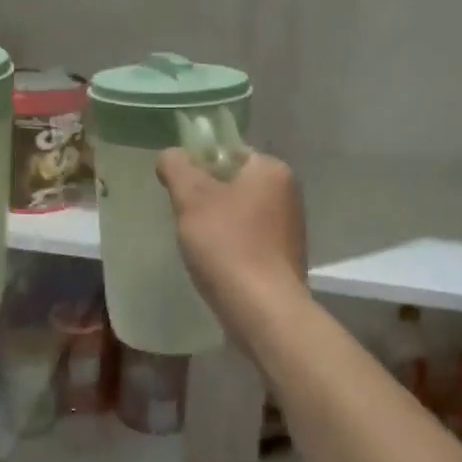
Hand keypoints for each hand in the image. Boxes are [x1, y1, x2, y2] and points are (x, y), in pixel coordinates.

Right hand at [157, 148, 307, 323]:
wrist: (262, 310)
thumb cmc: (227, 244)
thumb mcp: (192, 198)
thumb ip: (177, 167)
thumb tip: (171, 155)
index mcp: (272, 170)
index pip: (229, 152)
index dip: (199, 166)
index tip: (179, 190)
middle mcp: (288, 193)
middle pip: (234, 183)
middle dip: (206, 198)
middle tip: (183, 217)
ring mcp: (289, 228)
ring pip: (239, 213)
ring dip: (216, 224)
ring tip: (196, 244)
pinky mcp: (284, 258)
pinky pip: (248, 240)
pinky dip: (230, 246)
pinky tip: (214, 263)